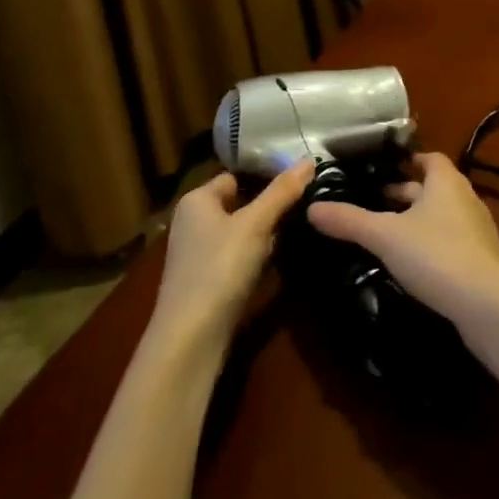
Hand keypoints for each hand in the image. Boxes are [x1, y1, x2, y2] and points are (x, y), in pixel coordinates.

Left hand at [151, 161, 313, 351]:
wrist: (189, 340)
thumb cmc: (219, 269)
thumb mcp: (255, 225)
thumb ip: (282, 192)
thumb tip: (309, 158)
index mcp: (196, 200)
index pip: (235, 176)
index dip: (264, 176)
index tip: (298, 180)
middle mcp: (192, 223)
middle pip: (238, 204)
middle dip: (267, 207)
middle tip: (304, 206)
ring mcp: (197, 255)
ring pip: (239, 233)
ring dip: (263, 235)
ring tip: (297, 231)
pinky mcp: (205, 283)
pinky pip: (235, 259)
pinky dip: (254, 259)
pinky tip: (275, 264)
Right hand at [306, 151, 498, 326]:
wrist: (488, 306)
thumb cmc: (436, 255)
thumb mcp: (385, 236)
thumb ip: (349, 220)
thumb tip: (312, 207)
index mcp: (446, 182)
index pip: (428, 158)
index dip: (406, 161)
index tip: (381, 170)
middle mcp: (466, 198)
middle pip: (433, 187)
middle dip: (405, 193)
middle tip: (374, 202)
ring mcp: (478, 231)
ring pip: (442, 216)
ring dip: (418, 220)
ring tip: (387, 234)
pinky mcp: (482, 261)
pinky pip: (451, 242)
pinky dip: (431, 245)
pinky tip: (411, 264)